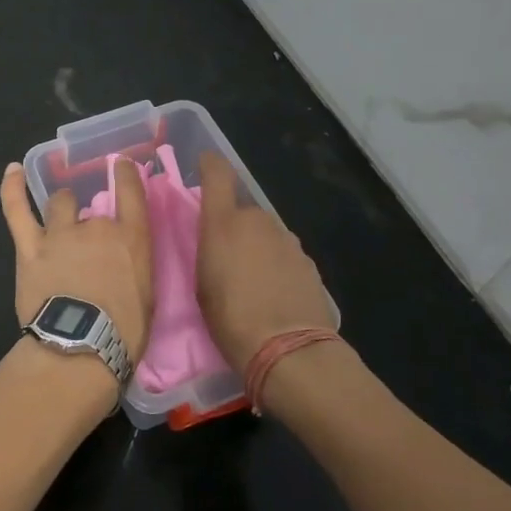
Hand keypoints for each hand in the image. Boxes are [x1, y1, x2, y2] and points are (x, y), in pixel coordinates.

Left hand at [0, 158, 152, 367]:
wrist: (80, 348)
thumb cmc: (123, 333)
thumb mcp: (145, 297)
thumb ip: (133, 269)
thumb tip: (121, 266)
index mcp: (131, 239)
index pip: (132, 193)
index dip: (126, 175)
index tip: (122, 165)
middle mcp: (96, 227)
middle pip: (91, 210)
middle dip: (89, 223)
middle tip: (86, 247)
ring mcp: (60, 235)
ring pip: (58, 204)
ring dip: (60, 208)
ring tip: (59, 217)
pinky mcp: (30, 248)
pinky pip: (17, 210)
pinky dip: (12, 188)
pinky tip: (12, 171)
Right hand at [196, 151, 333, 369]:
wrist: (288, 347)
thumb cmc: (230, 318)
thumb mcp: (202, 284)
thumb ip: (210, 251)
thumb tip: (218, 241)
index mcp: (224, 222)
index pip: (217, 174)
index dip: (210, 164)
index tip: (205, 163)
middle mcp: (258, 221)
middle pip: (242, 212)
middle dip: (233, 227)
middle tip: (224, 258)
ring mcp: (288, 240)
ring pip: (265, 234)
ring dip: (256, 248)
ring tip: (250, 282)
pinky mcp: (308, 262)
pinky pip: (283, 254)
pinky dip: (276, 266)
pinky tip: (273, 294)